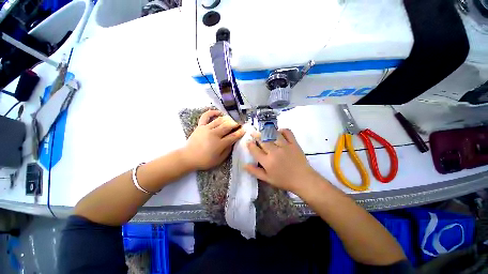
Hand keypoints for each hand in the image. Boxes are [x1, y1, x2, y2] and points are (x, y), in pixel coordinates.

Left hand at [182, 110, 244, 170]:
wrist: (188, 157)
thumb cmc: (204, 160)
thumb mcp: (219, 160)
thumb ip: (227, 151)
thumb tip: (233, 142)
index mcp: (219, 144)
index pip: (233, 136)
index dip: (240, 132)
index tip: (245, 129)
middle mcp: (214, 134)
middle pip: (227, 126)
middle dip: (235, 124)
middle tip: (239, 124)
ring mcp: (206, 128)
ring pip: (220, 120)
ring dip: (227, 119)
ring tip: (232, 120)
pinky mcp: (200, 126)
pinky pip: (206, 116)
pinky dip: (212, 112)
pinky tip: (218, 112)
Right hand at [244, 129, 320, 193]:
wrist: (303, 180)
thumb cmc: (284, 180)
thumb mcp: (267, 179)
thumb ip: (255, 171)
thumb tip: (244, 164)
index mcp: (267, 161)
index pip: (255, 150)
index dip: (250, 145)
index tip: (248, 141)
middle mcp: (274, 152)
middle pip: (262, 140)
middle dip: (256, 135)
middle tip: (253, 133)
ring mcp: (285, 146)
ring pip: (273, 134)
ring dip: (266, 131)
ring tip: (263, 130)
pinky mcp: (294, 143)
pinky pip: (287, 132)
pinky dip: (282, 130)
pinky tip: (278, 131)